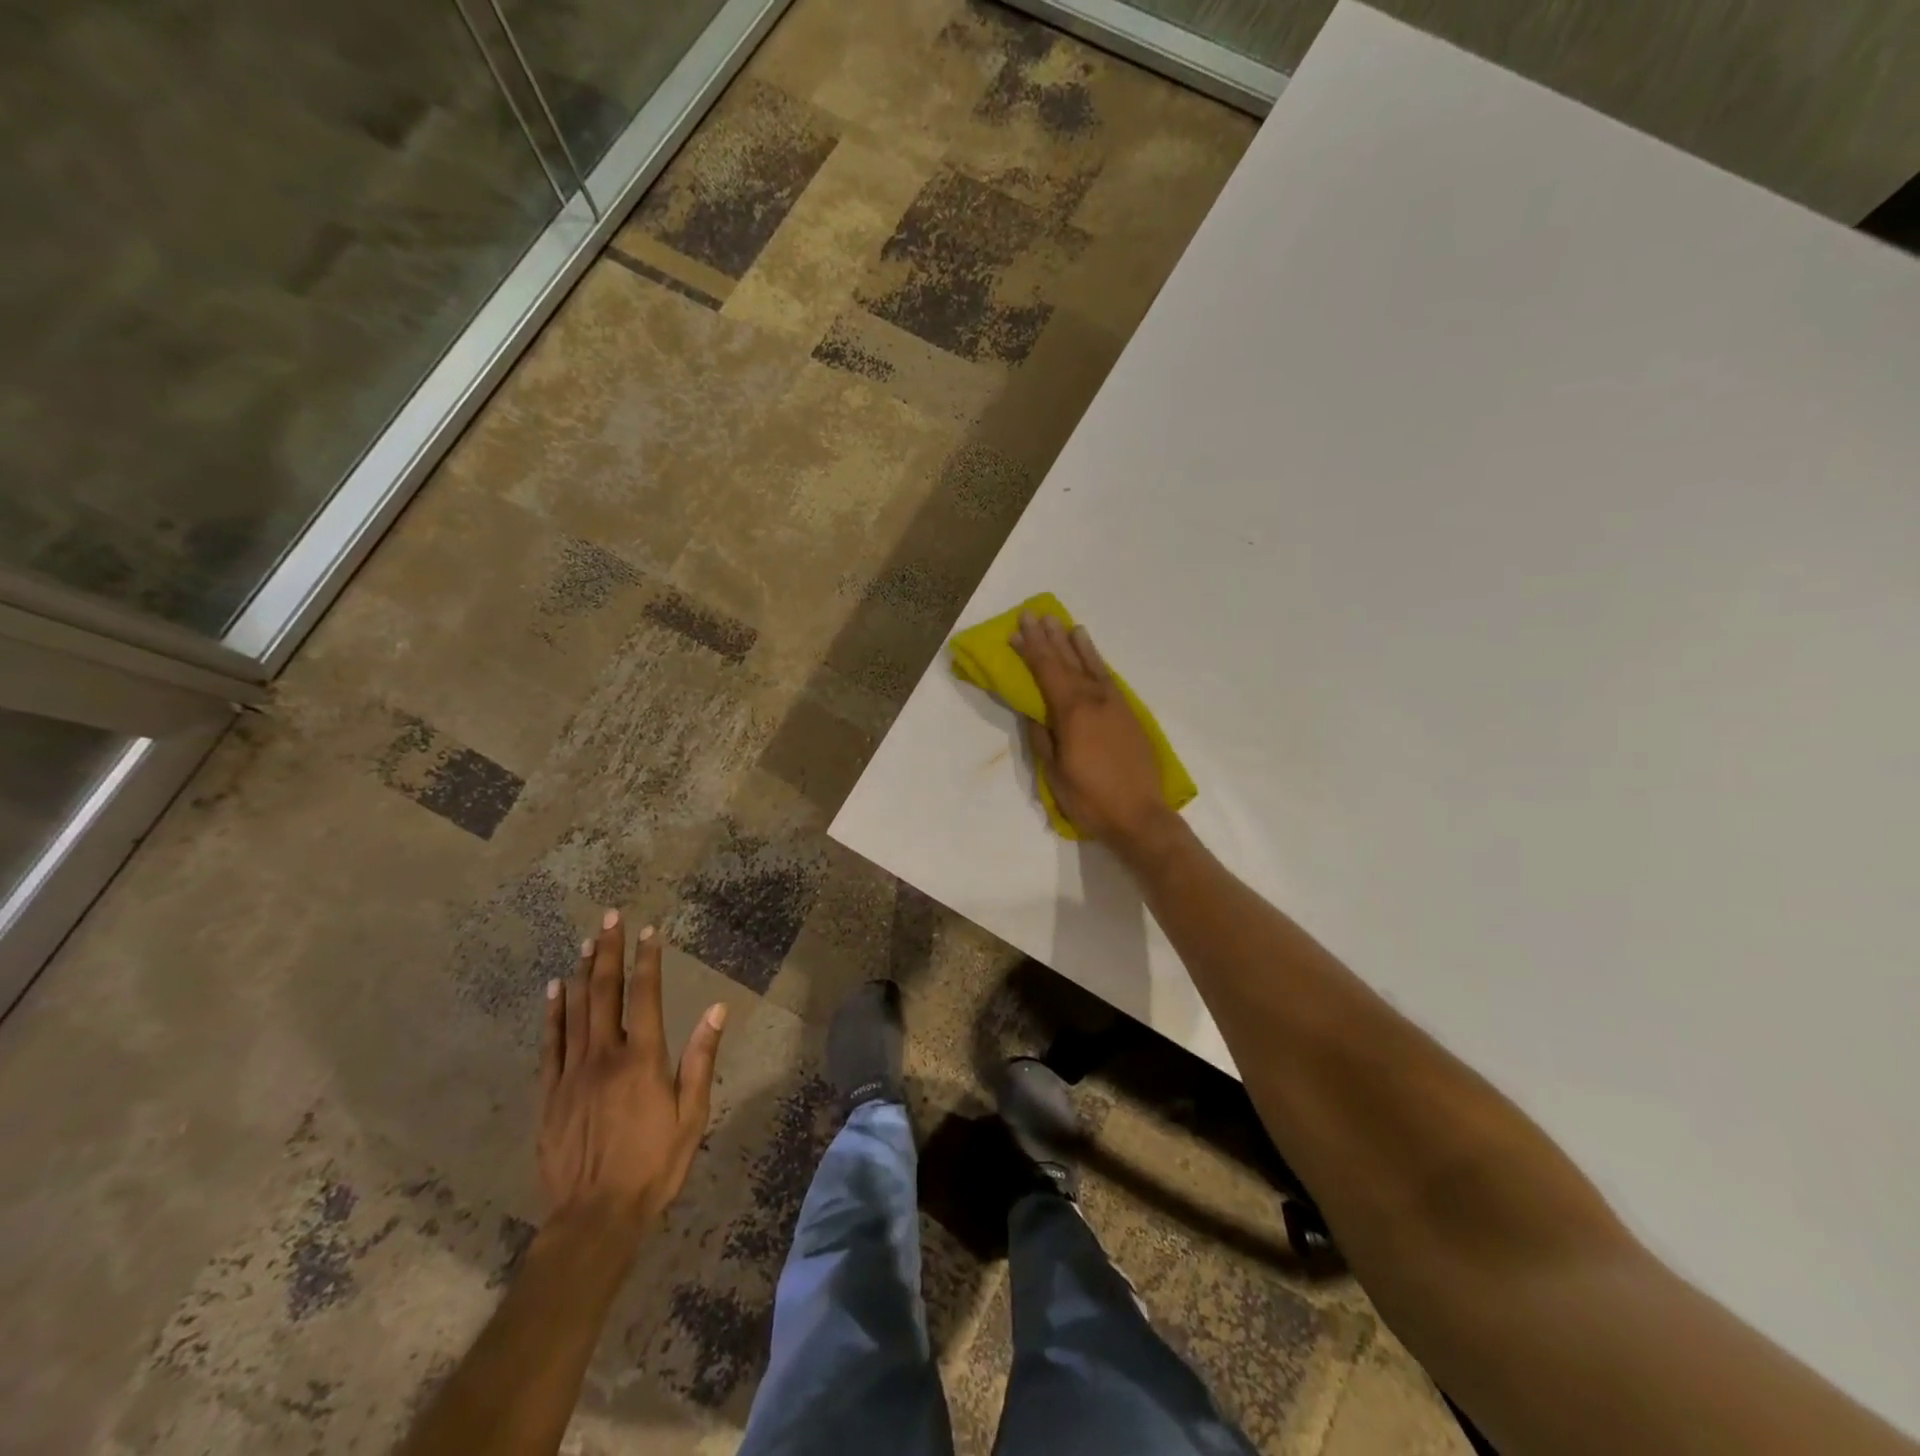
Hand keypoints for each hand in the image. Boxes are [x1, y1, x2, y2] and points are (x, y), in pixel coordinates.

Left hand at [538, 911, 726, 1244]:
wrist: (595, 1218)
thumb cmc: (654, 1165)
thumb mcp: (692, 1115)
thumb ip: (701, 1058)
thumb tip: (716, 1008)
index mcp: (642, 1058)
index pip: (644, 995)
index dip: (647, 960)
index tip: (648, 931)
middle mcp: (604, 1055)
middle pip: (604, 992)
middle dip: (608, 952)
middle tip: (609, 917)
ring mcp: (571, 1073)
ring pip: (575, 1010)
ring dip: (582, 972)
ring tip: (586, 941)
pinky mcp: (549, 1094)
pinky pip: (550, 1043)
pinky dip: (552, 1012)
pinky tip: (553, 989)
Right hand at [1011, 612, 1174, 850]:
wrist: (1140, 816)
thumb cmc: (1090, 799)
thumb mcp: (1054, 772)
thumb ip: (1042, 737)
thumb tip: (1033, 711)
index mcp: (1072, 712)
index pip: (1046, 672)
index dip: (1030, 650)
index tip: (1017, 630)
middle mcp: (1095, 699)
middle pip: (1067, 661)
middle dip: (1048, 638)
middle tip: (1035, 614)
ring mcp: (1115, 705)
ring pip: (1092, 665)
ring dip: (1076, 644)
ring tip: (1065, 624)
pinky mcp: (1130, 714)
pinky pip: (1109, 679)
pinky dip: (1098, 663)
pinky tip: (1092, 656)